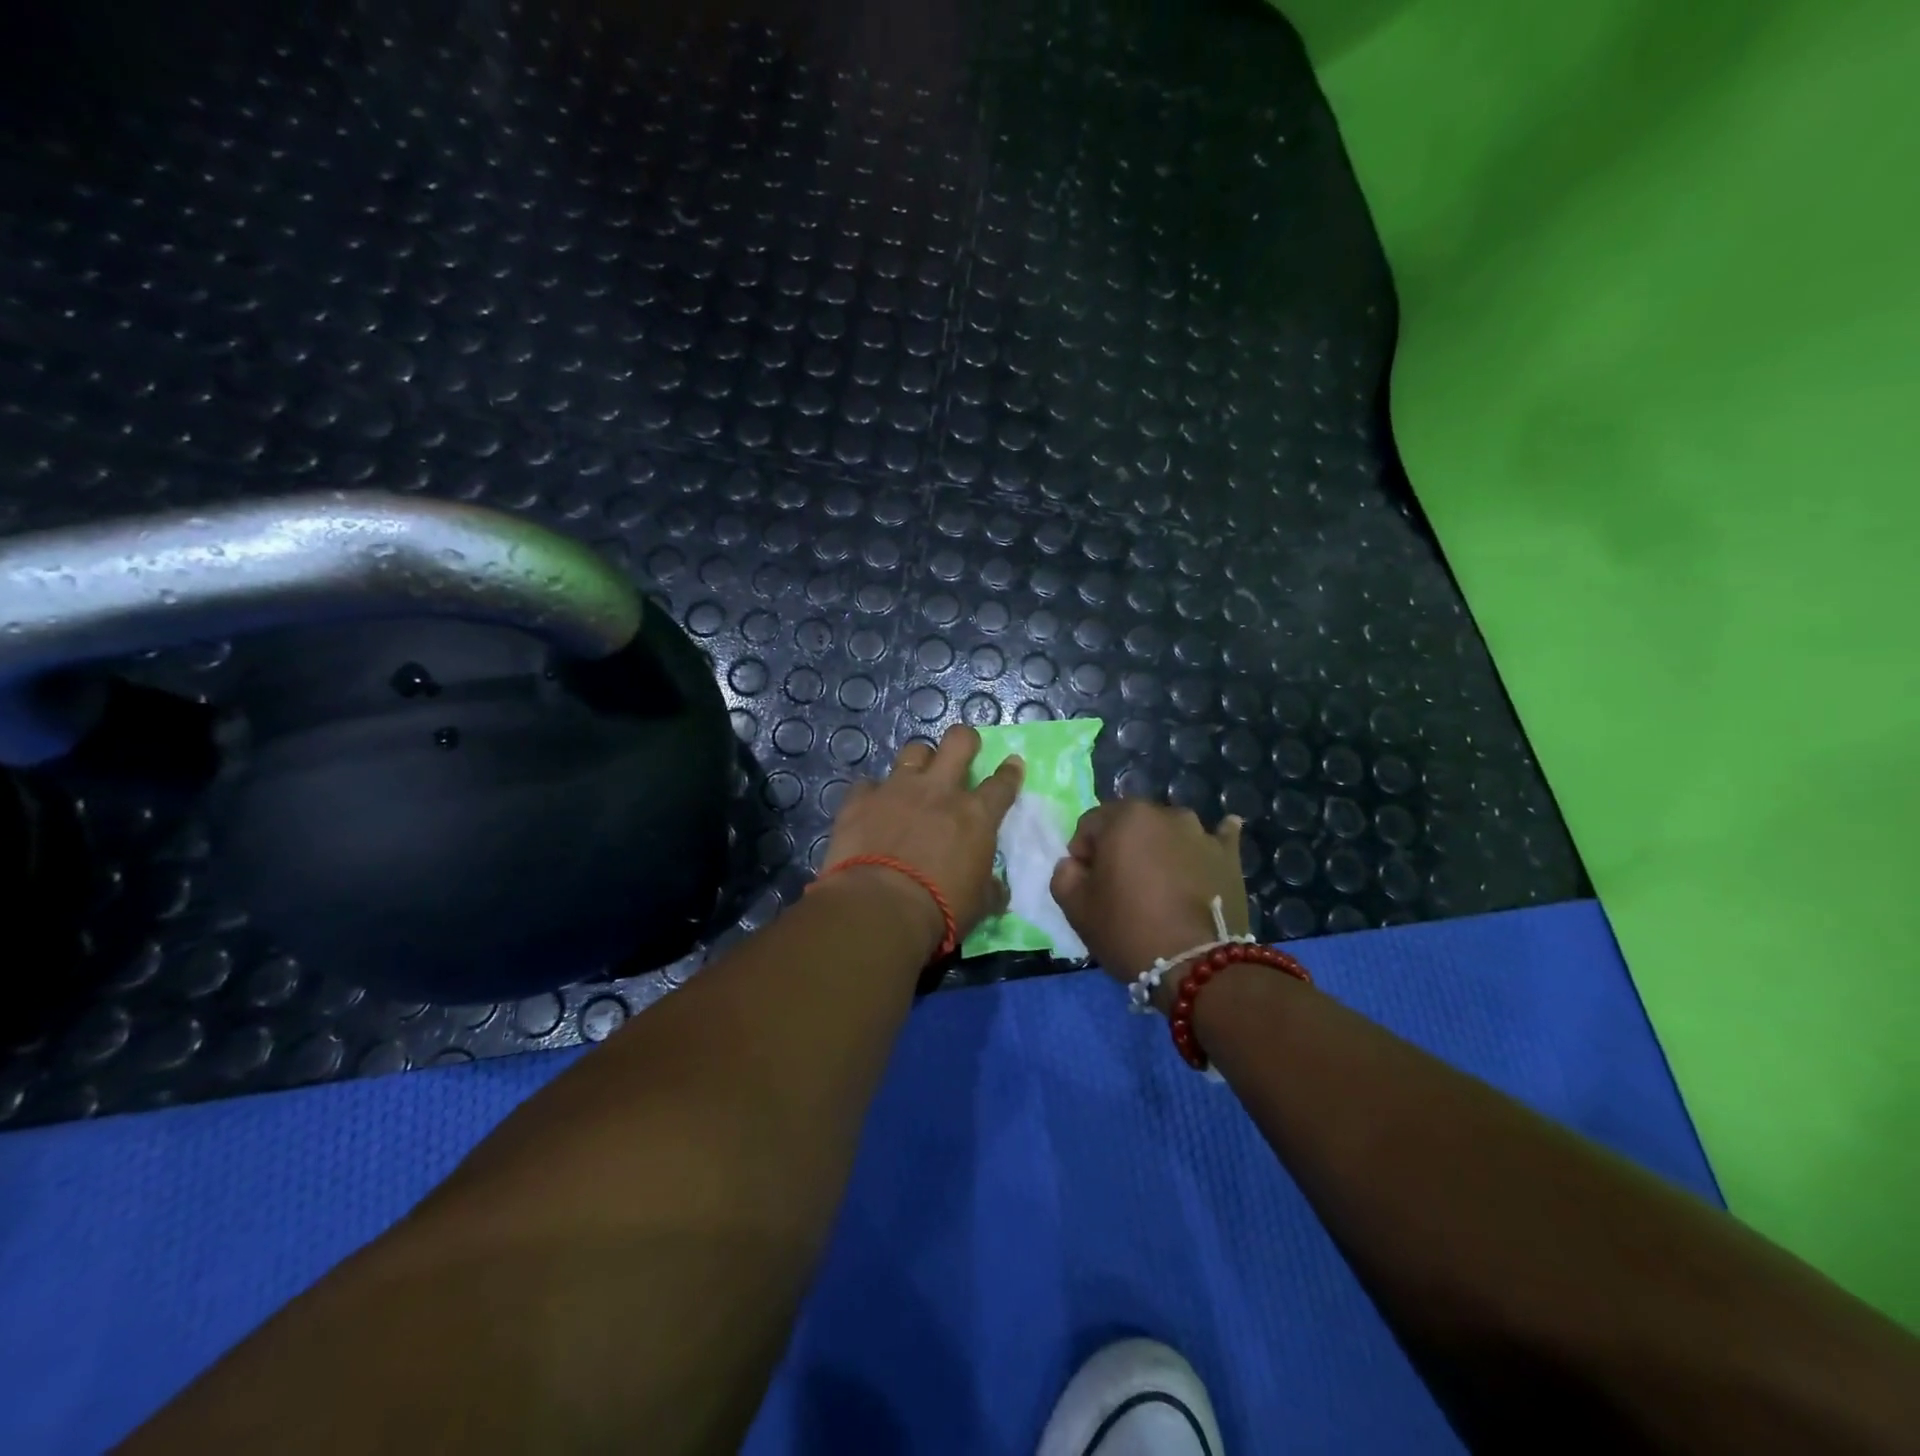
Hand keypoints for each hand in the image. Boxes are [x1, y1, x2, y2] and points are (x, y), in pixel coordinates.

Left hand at [821, 724, 1023, 949]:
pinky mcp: (860, 800)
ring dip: (919, 761)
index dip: (1010, 771)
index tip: (1012, 764)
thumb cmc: (940, 909)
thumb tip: (998, 889)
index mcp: (976, 815)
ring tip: (916, 776)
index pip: (1002, 784)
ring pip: (914, 751)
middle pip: (958, 742)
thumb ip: (990, 889)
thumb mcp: (979, 904)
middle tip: (964, 751)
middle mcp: (939, 791)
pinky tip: (871, 806)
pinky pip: (867, 784)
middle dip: (965, 740)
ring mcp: (897, 790)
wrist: (879, 907)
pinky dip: (872, 793)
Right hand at [1049, 800, 1248, 982]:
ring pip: (1169, 833)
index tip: (1088, 884)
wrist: (1196, 966)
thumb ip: (1064, 874)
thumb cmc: (1128, 930)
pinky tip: (1210, 847)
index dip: (1083, 854)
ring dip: (1159, 848)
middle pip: (1131, 825)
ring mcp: (1202, 833)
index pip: (1090, 825)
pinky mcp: (1230, 856)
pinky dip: (1211, 842)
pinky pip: (1219, 838)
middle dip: (1121, 848)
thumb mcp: (1076, 907)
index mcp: (1124, 817)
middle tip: (1121, 887)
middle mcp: (1165, 814)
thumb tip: (1075, 864)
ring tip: (1160, 884)